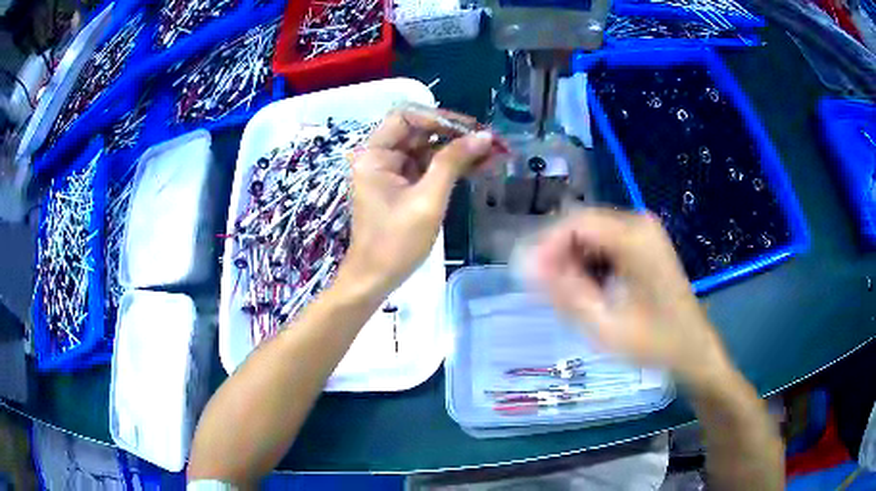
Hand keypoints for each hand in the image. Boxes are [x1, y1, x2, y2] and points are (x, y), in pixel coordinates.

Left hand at [337, 109, 495, 296]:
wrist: (376, 279)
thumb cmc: (396, 242)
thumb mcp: (427, 200)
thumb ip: (453, 163)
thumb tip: (484, 136)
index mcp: (375, 154)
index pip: (407, 117)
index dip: (440, 118)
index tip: (472, 129)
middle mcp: (381, 157)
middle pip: (421, 132)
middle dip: (457, 135)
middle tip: (491, 141)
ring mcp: (392, 172)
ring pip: (429, 149)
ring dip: (460, 151)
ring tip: (495, 154)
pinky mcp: (403, 187)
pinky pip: (430, 168)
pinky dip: (453, 167)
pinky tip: (481, 167)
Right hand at [529, 208, 729, 385]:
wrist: (693, 350)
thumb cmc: (654, 343)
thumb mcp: (604, 325)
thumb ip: (565, 292)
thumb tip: (525, 265)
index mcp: (634, 237)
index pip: (574, 223)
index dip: (545, 247)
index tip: (527, 278)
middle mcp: (639, 223)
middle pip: (582, 225)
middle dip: (558, 256)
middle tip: (543, 291)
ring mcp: (644, 232)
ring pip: (591, 234)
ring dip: (572, 261)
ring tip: (565, 296)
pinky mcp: (645, 244)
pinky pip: (605, 244)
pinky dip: (589, 264)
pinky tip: (589, 291)